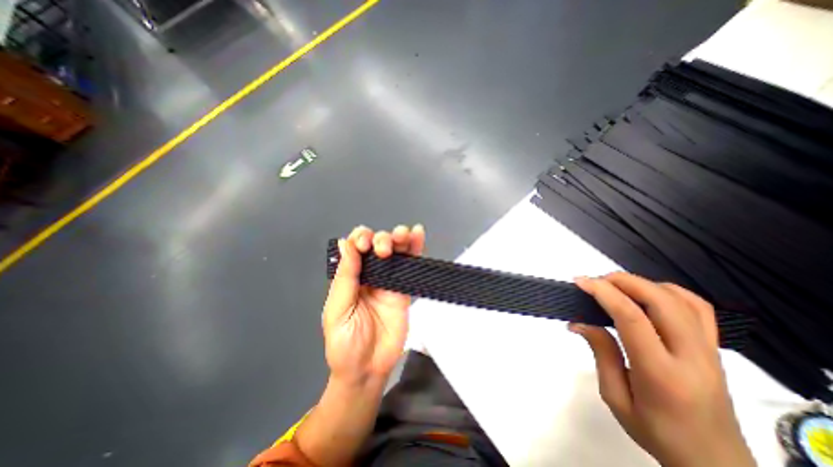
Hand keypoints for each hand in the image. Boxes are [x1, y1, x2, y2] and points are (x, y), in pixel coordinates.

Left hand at [320, 224, 422, 384]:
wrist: (368, 369)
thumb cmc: (345, 343)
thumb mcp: (337, 310)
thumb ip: (344, 277)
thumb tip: (345, 243)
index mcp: (350, 276)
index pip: (355, 247)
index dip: (360, 239)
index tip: (365, 246)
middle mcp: (370, 273)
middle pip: (377, 244)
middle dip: (381, 239)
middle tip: (383, 250)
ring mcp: (390, 280)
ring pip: (396, 250)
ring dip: (400, 237)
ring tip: (404, 235)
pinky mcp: (405, 289)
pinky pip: (411, 266)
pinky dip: (416, 249)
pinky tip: (418, 234)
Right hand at [573, 272, 755, 466]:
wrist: (715, 463)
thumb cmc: (657, 433)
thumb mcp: (616, 397)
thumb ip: (601, 353)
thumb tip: (580, 322)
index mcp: (662, 374)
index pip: (632, 318)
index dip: (603, 292)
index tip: (580, 282)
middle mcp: (692, 357)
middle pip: (660, 301)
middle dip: (622, 281)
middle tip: (594, 282)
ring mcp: (709, 351)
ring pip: (681, 299)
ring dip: (642, 284)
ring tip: (614, 286)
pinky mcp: (715, 349)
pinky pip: (698, 308)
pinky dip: (668, 291)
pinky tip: (646, 294)